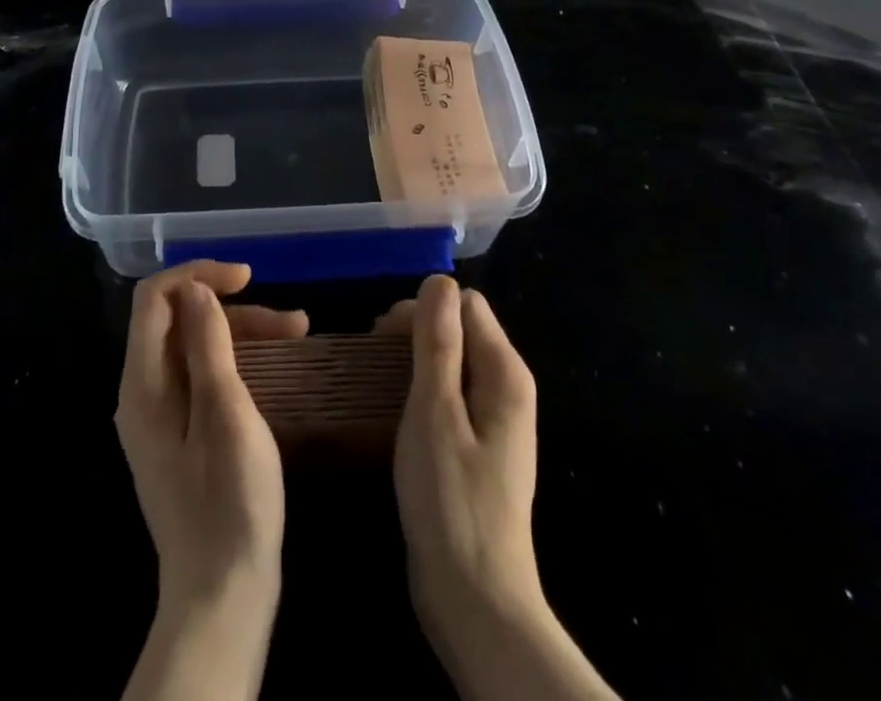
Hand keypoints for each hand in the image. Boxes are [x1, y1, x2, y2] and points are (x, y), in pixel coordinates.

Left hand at [116, 258, 303, 605]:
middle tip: (290, 322)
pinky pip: (201, 374)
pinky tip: (275, 365)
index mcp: (143, 384)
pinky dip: (236, 360)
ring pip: (194, 346)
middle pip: (178, 320)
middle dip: (232, 308)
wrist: (222, 596)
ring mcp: (159, 415)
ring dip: (242, 332)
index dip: (198, 274)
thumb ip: (207, 344)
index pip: (154, 298)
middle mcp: (142, 392)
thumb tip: (195, 288)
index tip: (248, 278)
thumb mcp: (226, 413)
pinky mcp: (179, 434)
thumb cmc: (230, 503)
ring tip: (298, 334)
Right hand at [382, 275, 541, 625]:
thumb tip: (439, 280)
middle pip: (461, 329)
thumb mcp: (435, 411)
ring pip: (453, 362)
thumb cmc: (451, 499)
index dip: (424, 309)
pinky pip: (451, 395)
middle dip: (416, 332)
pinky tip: (396, 411)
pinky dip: (423, 391)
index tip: (383, 336)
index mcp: (504, 372)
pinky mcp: (479, 447)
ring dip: (415, 361)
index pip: (466, 304)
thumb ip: (439, 341)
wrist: (475, 600)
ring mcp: (495, 420)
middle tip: (373, 358)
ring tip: (378, 382)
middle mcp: (507, 387)